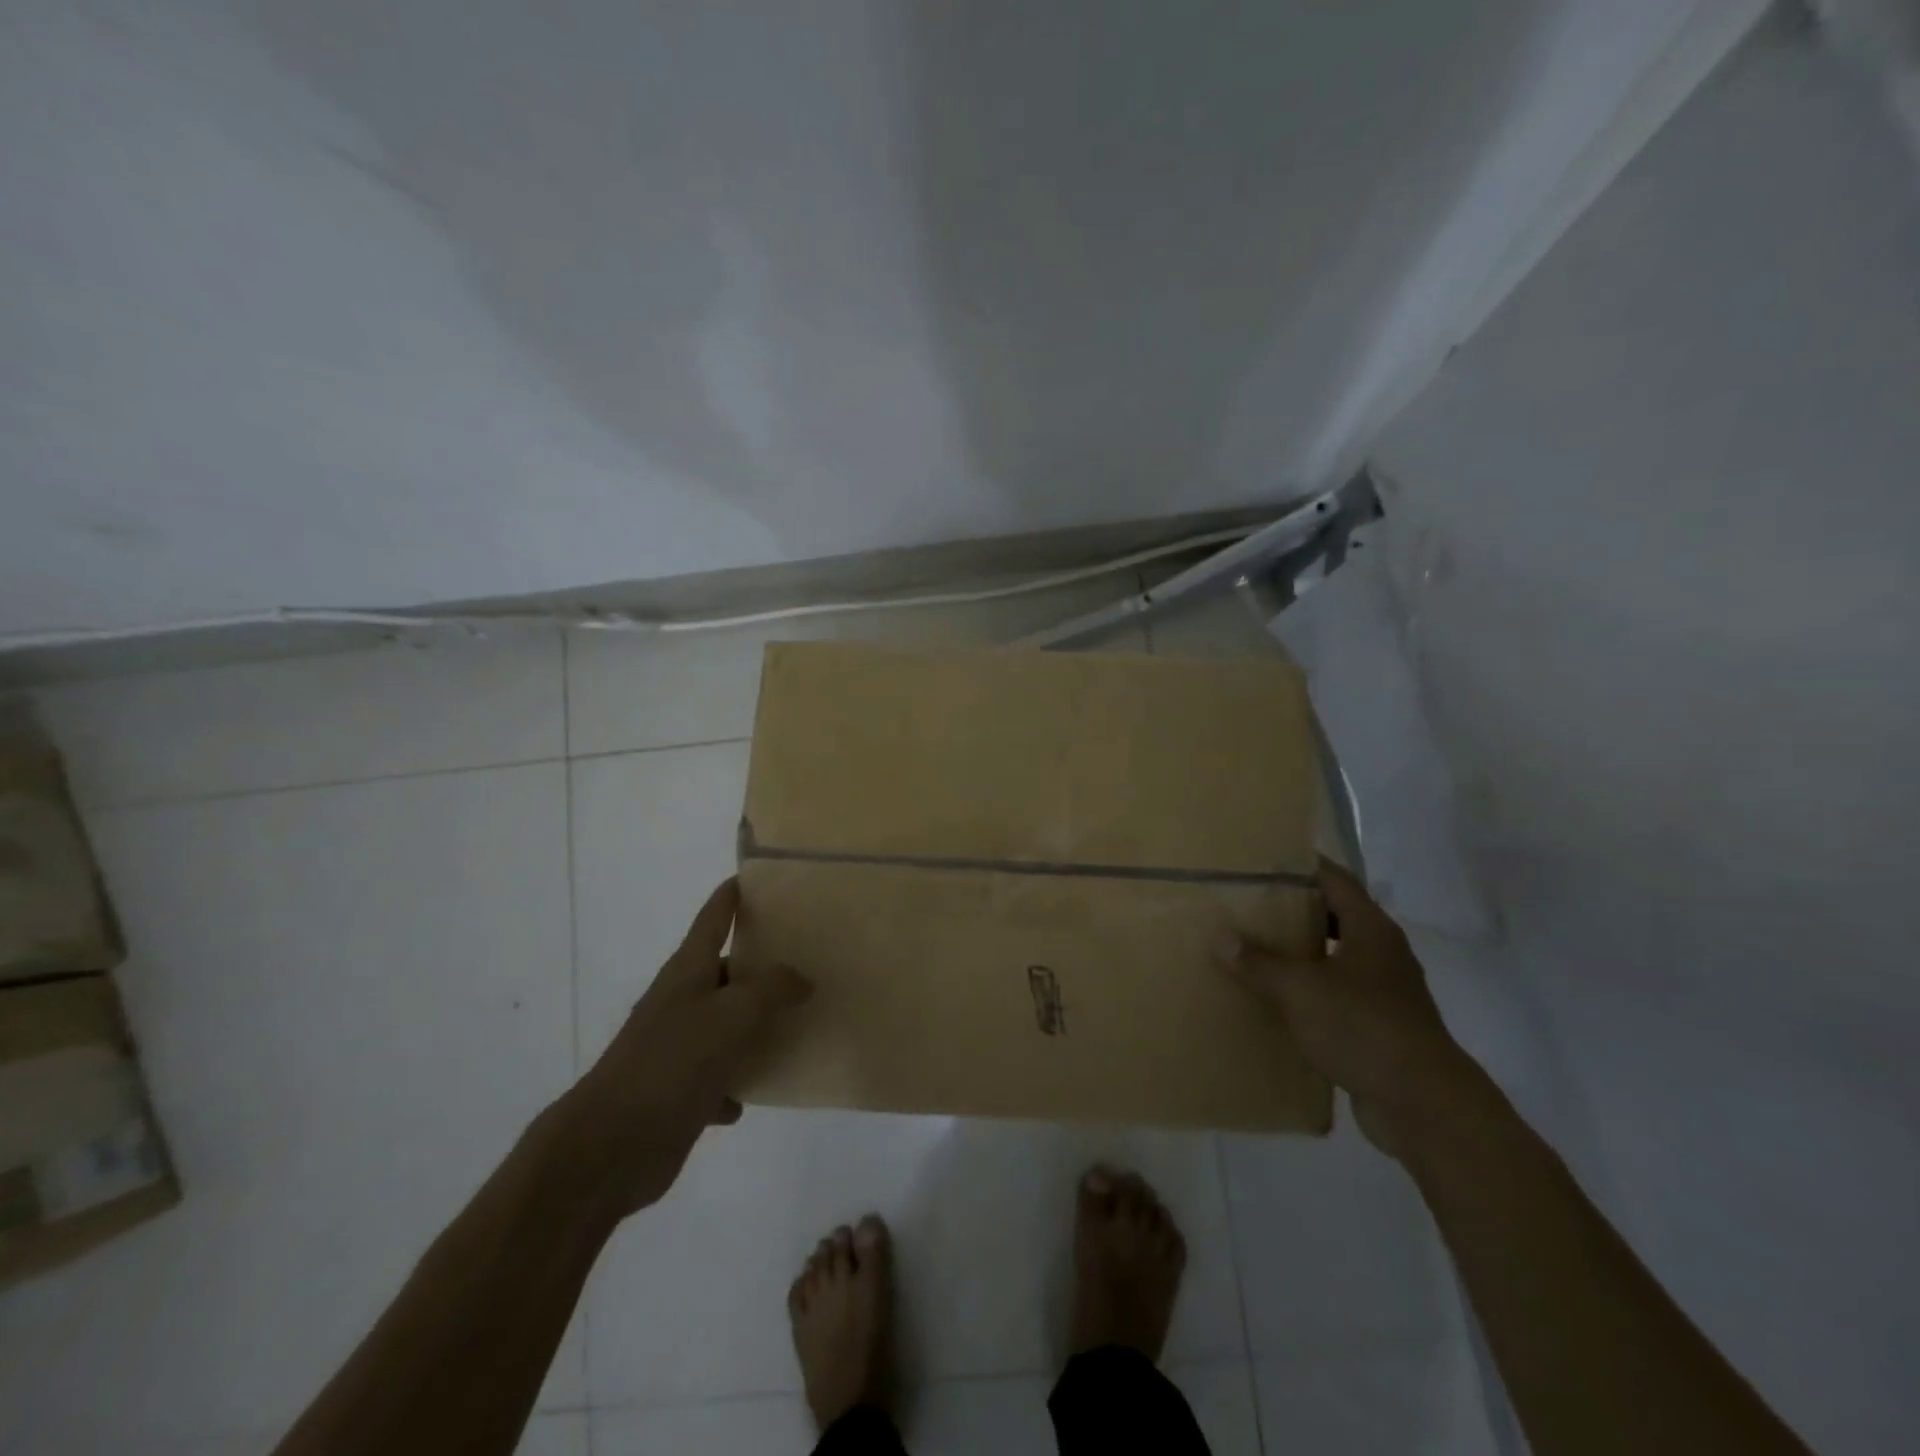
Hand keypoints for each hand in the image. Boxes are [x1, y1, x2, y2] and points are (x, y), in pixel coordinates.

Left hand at [550, 878, 809, 1219]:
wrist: (610, 1148)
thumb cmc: (671, 1064)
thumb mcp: (732, 1016)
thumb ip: (772, 990)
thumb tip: (801, 978)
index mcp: (687, 972)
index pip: (713, 918)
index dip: (732, 895)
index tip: (756, 877)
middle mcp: (680, 1002)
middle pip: (724, 970)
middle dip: (760, 963)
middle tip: (805, 956)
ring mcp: (676, 1047)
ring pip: (724, 1024)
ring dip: (753, 1024)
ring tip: (795, 1020)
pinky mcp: (677, 1091)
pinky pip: (718, 1076)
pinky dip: (736, 1079)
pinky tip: (755, 1091)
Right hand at [1215, 858, 1479, 1159]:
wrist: (1423, 1105)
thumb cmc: (1362, 1027)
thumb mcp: (1300, 989)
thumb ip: (1259, 963)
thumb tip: (1221, 938)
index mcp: (1371, 929)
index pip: (1335, 879)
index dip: (1302, 866)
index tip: (1264, 861)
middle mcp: (1383, 952)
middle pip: (1337, 916)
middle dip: (1296, 909)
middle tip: (1251, 904)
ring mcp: (1386, 991)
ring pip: (1338, 957)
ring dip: (1303, 952)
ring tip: (1258, 949)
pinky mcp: (1381, 1026)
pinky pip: (1339, 995)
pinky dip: (1312, 991)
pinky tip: (1280, 1000)